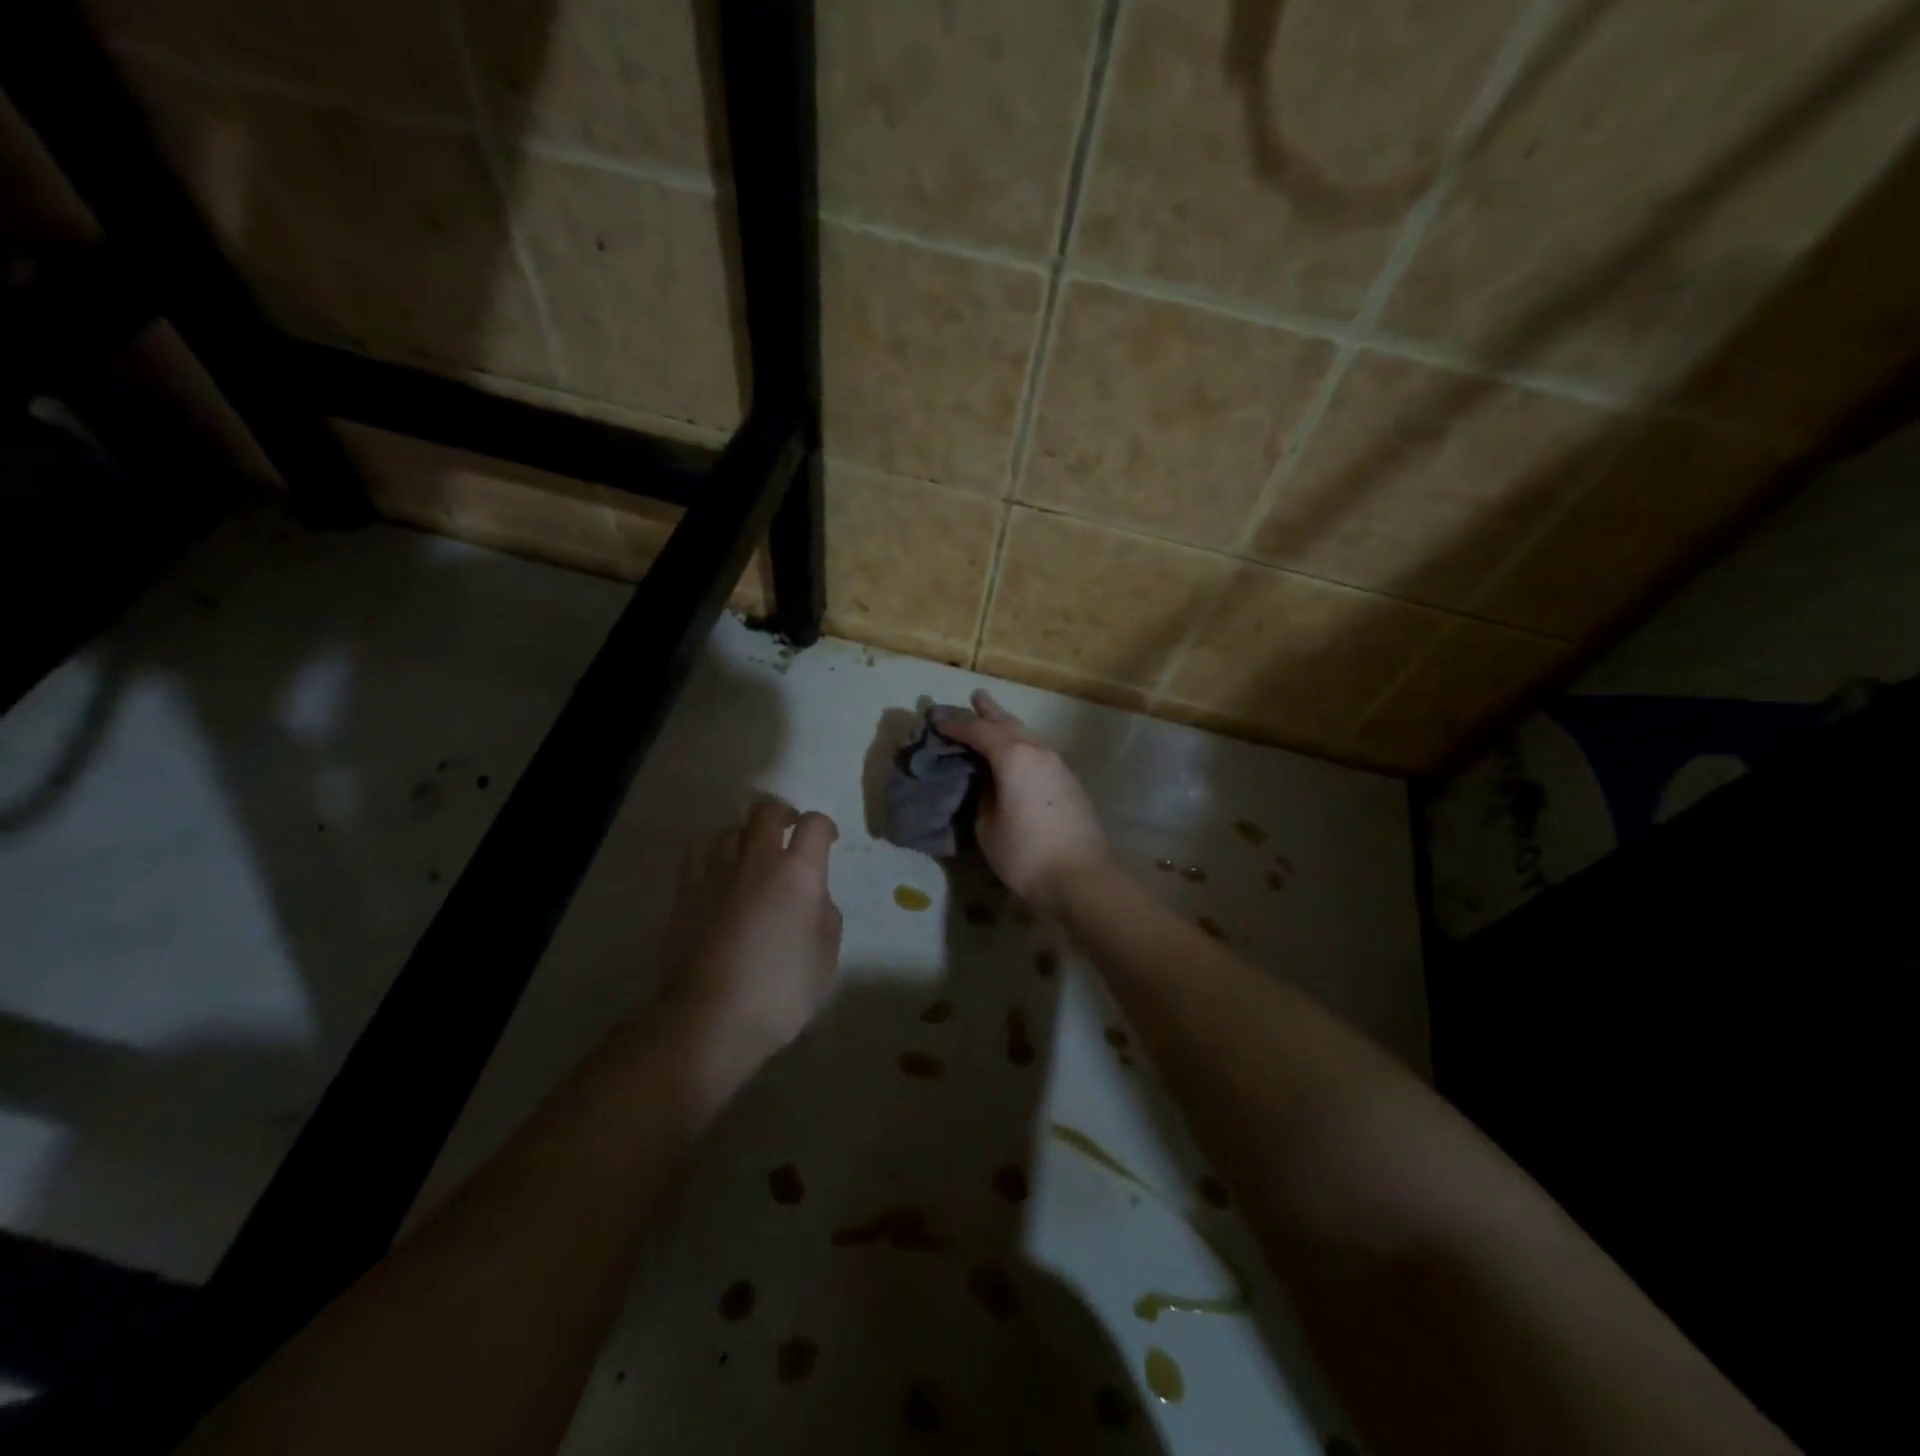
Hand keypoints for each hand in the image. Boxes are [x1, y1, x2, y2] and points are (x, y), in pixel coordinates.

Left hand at [656, 800, 841, 1064]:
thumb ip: (825, 915)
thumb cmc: (780, 992)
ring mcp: (716, 871)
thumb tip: (812, 897)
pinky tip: (719, 873)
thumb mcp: (826, 957)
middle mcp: (757, 859)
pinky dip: (715, 852)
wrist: (709, 1017)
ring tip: (751, 856)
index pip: (815, 825)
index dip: (825, 828)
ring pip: (731, 828)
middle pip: (767, 811)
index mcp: (799, 873)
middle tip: (789, 834)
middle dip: (783, 815)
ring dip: (746, 835)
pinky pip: (700, 851)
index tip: (828, 842)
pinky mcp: (685, 889)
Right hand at [938, 689, 1111, 913]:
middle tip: (975, 696)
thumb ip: (983, 797)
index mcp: (1014, 756)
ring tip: (994, 720)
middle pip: (1009, 723)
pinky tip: (1017, 754)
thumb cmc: (1026, 853)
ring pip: (1028, 736)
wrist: (1083, 877)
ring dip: (1009, 727)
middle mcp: (1038, 751)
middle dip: (989, 711)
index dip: (955, 725)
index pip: (978, 731)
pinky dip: (1022, 745)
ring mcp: (1058, 765)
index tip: (936, 721)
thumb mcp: (987, 827)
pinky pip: (1039, 752)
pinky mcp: (1069, 782)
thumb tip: (988, 784)